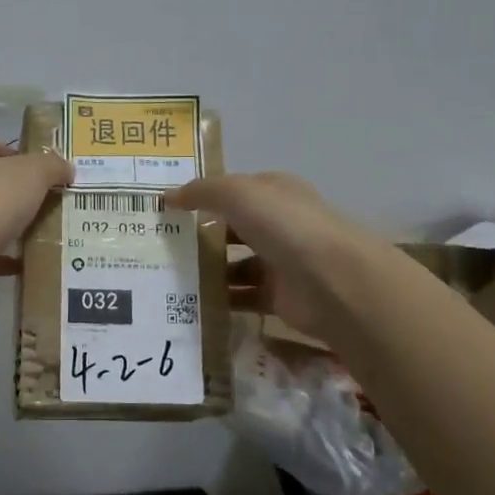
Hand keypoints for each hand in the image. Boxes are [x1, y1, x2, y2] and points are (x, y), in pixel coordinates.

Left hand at [0, 135, 70, 303]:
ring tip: (46, 231)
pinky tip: (30, 260)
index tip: (44, 174)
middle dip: (19, 193)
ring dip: (13, 225)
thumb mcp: (33, 172)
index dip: (19, 157)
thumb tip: (66, 169)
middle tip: (50, 202)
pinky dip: (6, 255)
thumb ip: (52, 166)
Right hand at [168, 171, 377, 341]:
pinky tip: (193, 304)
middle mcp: (280, 224)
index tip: (169, 209)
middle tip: (162, 246)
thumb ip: (202, 192)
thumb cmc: (286, 226)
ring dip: (209, 271)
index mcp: (275, 192)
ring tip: (170, 277)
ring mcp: (281, 262)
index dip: (205, 195)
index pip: (236, 190)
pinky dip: (222, 301)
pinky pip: (243, 298)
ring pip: (237, 265)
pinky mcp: (280, 297)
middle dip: (202, 236)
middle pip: (234, 228)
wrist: (333, 281)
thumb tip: (167, 197)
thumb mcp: (238, 194)